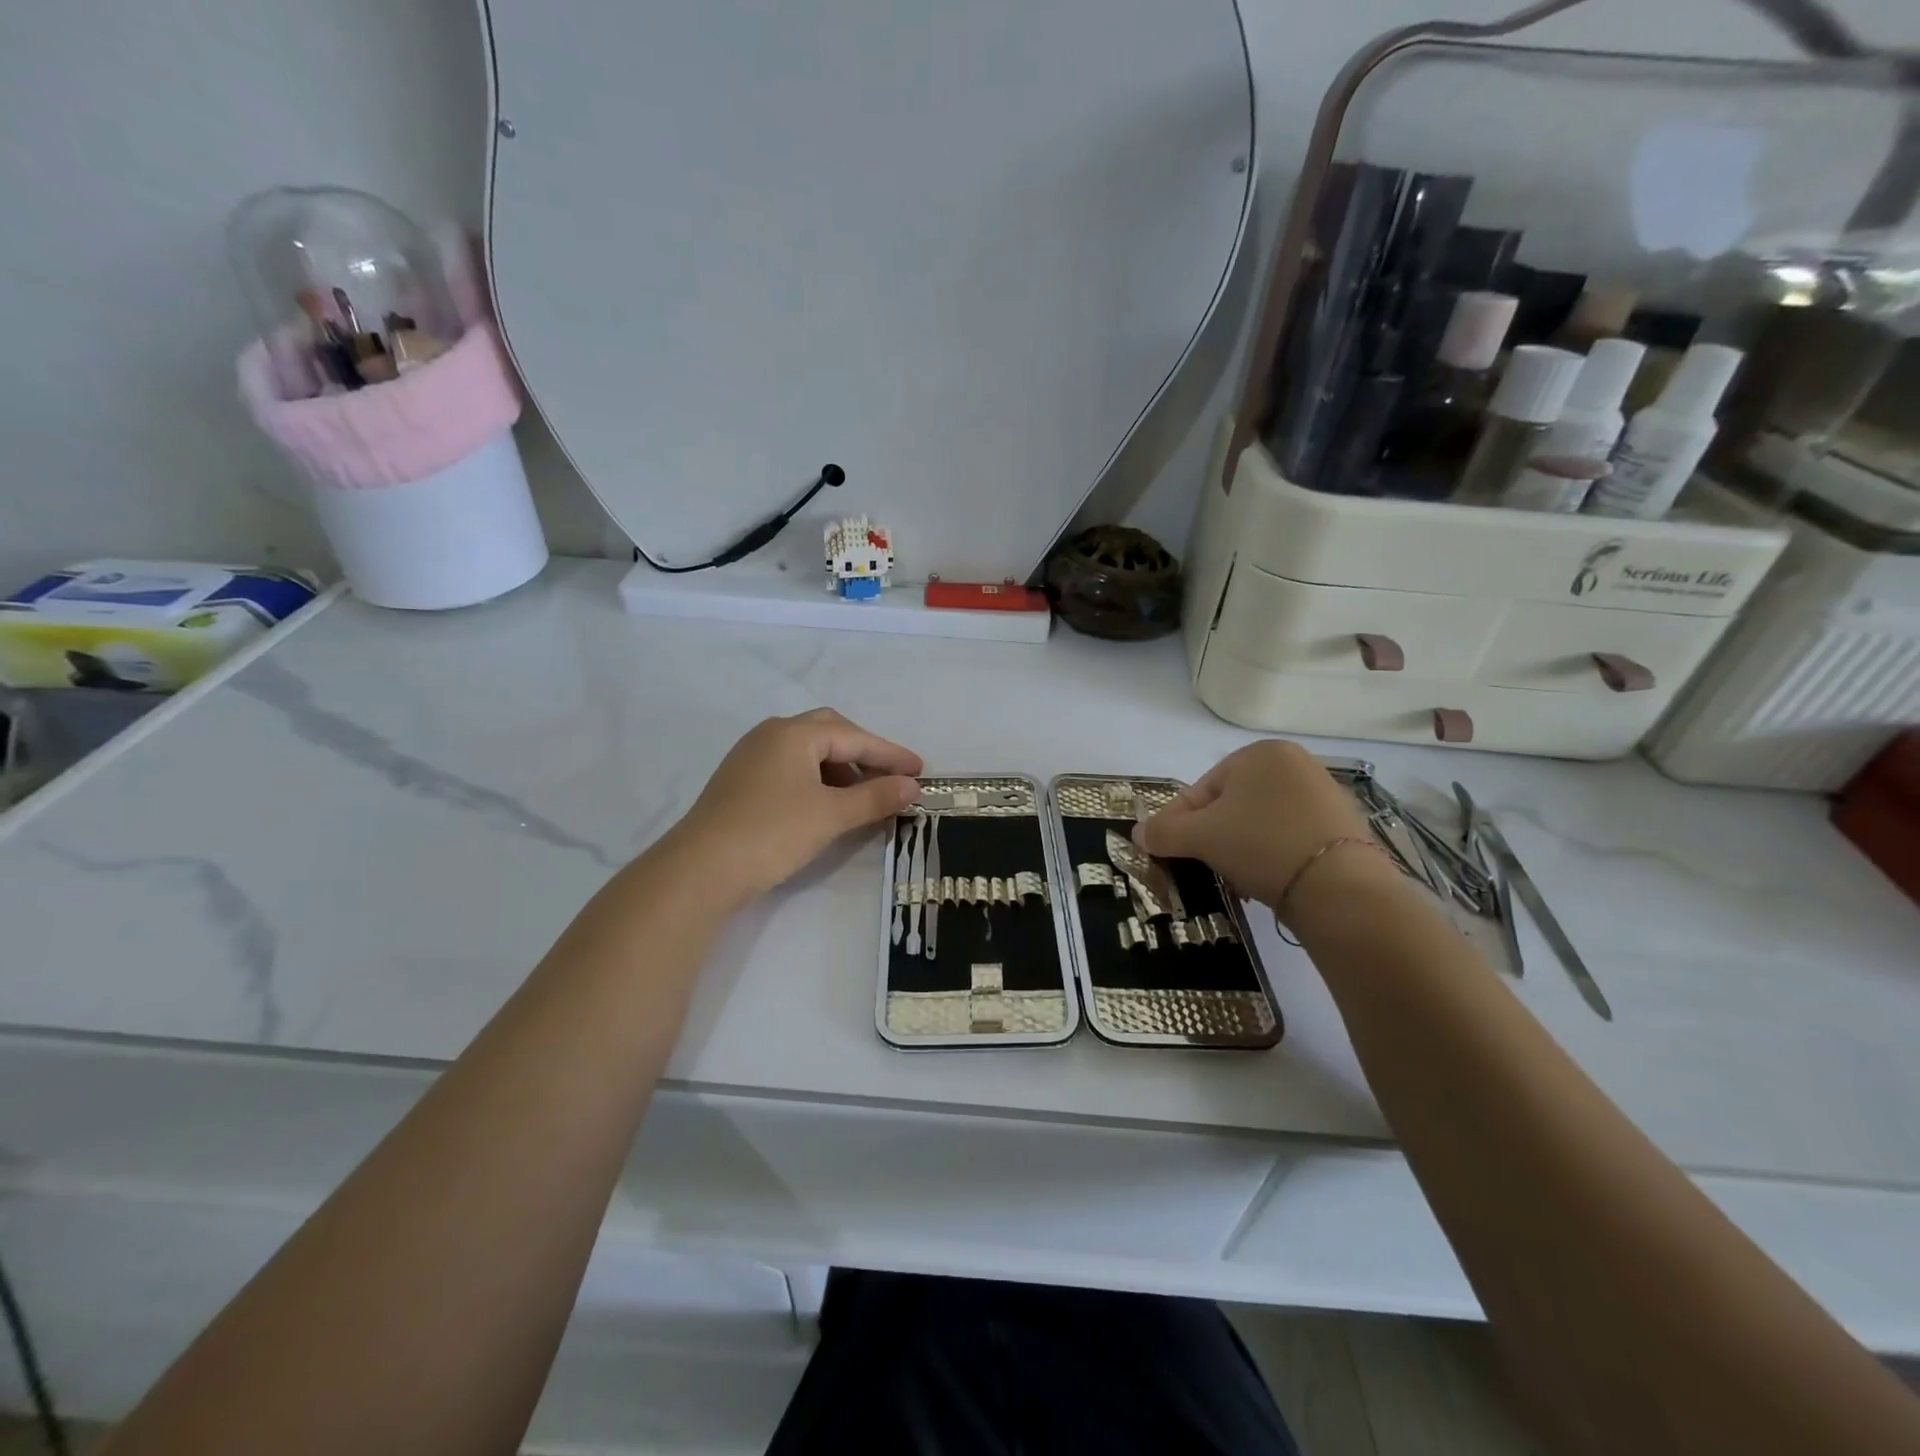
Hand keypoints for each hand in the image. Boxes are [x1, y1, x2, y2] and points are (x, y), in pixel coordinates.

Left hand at [662, 708, 921, 909]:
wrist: (700, 870)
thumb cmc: (772, 832)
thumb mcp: (831, 815)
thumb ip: (875, 797)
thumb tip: (912, 786)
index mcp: (794, 733)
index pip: (854, 736)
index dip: (891, 754)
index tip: (920, 771)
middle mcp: (771, 735)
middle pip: (830, 733)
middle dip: (864, 754)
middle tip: (890, 778)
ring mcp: (751, 757)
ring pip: (808, 752)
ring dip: (841, 769)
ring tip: (863, 798)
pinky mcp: (741, 782)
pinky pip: (791, 769)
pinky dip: (818, 781)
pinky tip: (827, 806)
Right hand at [1135, 739, 1379, 910]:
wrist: (1340, 888)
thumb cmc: (1260, 845)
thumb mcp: (1201, 837)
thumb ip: (1163, 831)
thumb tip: (1137, 833)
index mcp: (1260, 753)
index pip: (1201, 789)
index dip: (1178, 822)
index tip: (1167, 851)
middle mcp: (1295, 763)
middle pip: (1231, 806)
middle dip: (1212, 837)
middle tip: (1202, 867)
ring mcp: (1323, 794)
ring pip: (1259, 823)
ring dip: (1239, 849)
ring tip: (1235, 879)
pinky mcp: (1342, 826)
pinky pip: (1289, 837)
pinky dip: (1271, 856)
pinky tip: (1266, 881)